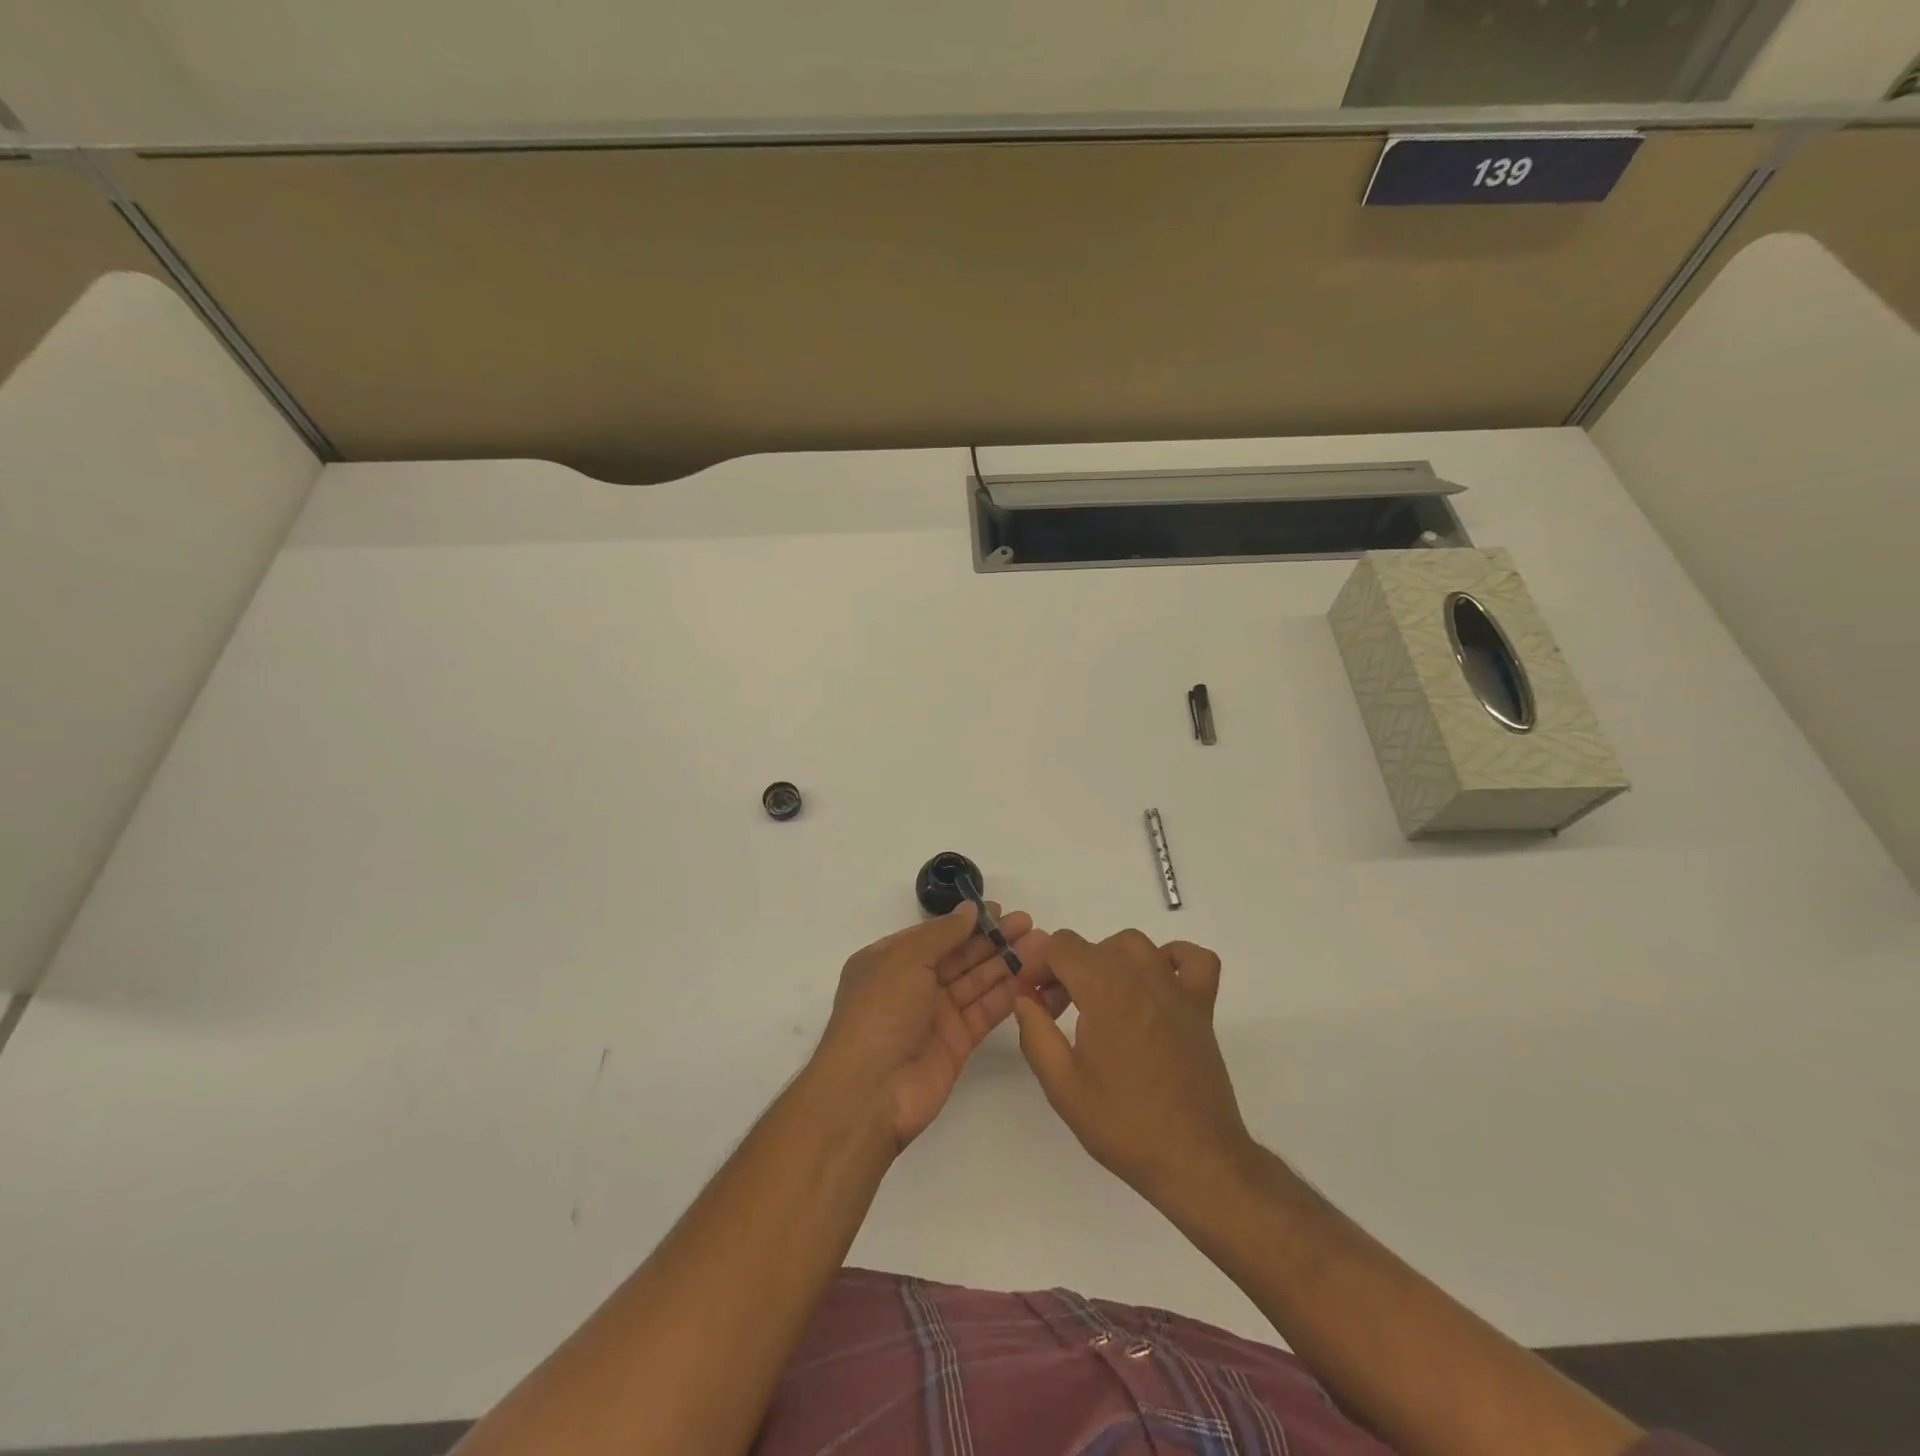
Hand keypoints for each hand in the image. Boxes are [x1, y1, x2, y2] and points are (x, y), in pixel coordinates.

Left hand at [817, 905, 1055, 1148]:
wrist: (871, 1091)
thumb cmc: (880, 1012)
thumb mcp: (904, 959)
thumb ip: (942, 933)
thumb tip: (969, 910)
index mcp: (891, 960)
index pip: (936, 934)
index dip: (968, 922)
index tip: (1001, 909)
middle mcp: (913, 984)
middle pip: (960, 956)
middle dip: (993, 939)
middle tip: (1030, 924)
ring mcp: (936, 1015)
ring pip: (977, 981)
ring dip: (1006, 963)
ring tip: (1041, 946)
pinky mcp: (957, 1042)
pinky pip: (985, 1011)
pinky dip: (1007, 995)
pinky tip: (1031, 978)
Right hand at [1012, 930, 1252, 1203]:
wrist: (1194, 1159)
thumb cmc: (1123, 1124)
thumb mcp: (1062, 1086)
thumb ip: (1035, 1033)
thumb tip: (1024, 998)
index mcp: (1104, 990)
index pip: (1061, 946)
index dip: (1037, 965)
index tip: (1032, 998)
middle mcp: (1141, 976)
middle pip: (1093, 945)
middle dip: (1065, 969)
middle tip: (1055, 1011)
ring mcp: (1176, 988)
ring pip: (1135, 945)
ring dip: (1108, 961)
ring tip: (1098, 999)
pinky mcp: (1202, 1006)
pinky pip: (1193, 959)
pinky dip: (1172, 959)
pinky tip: (1155, 985)